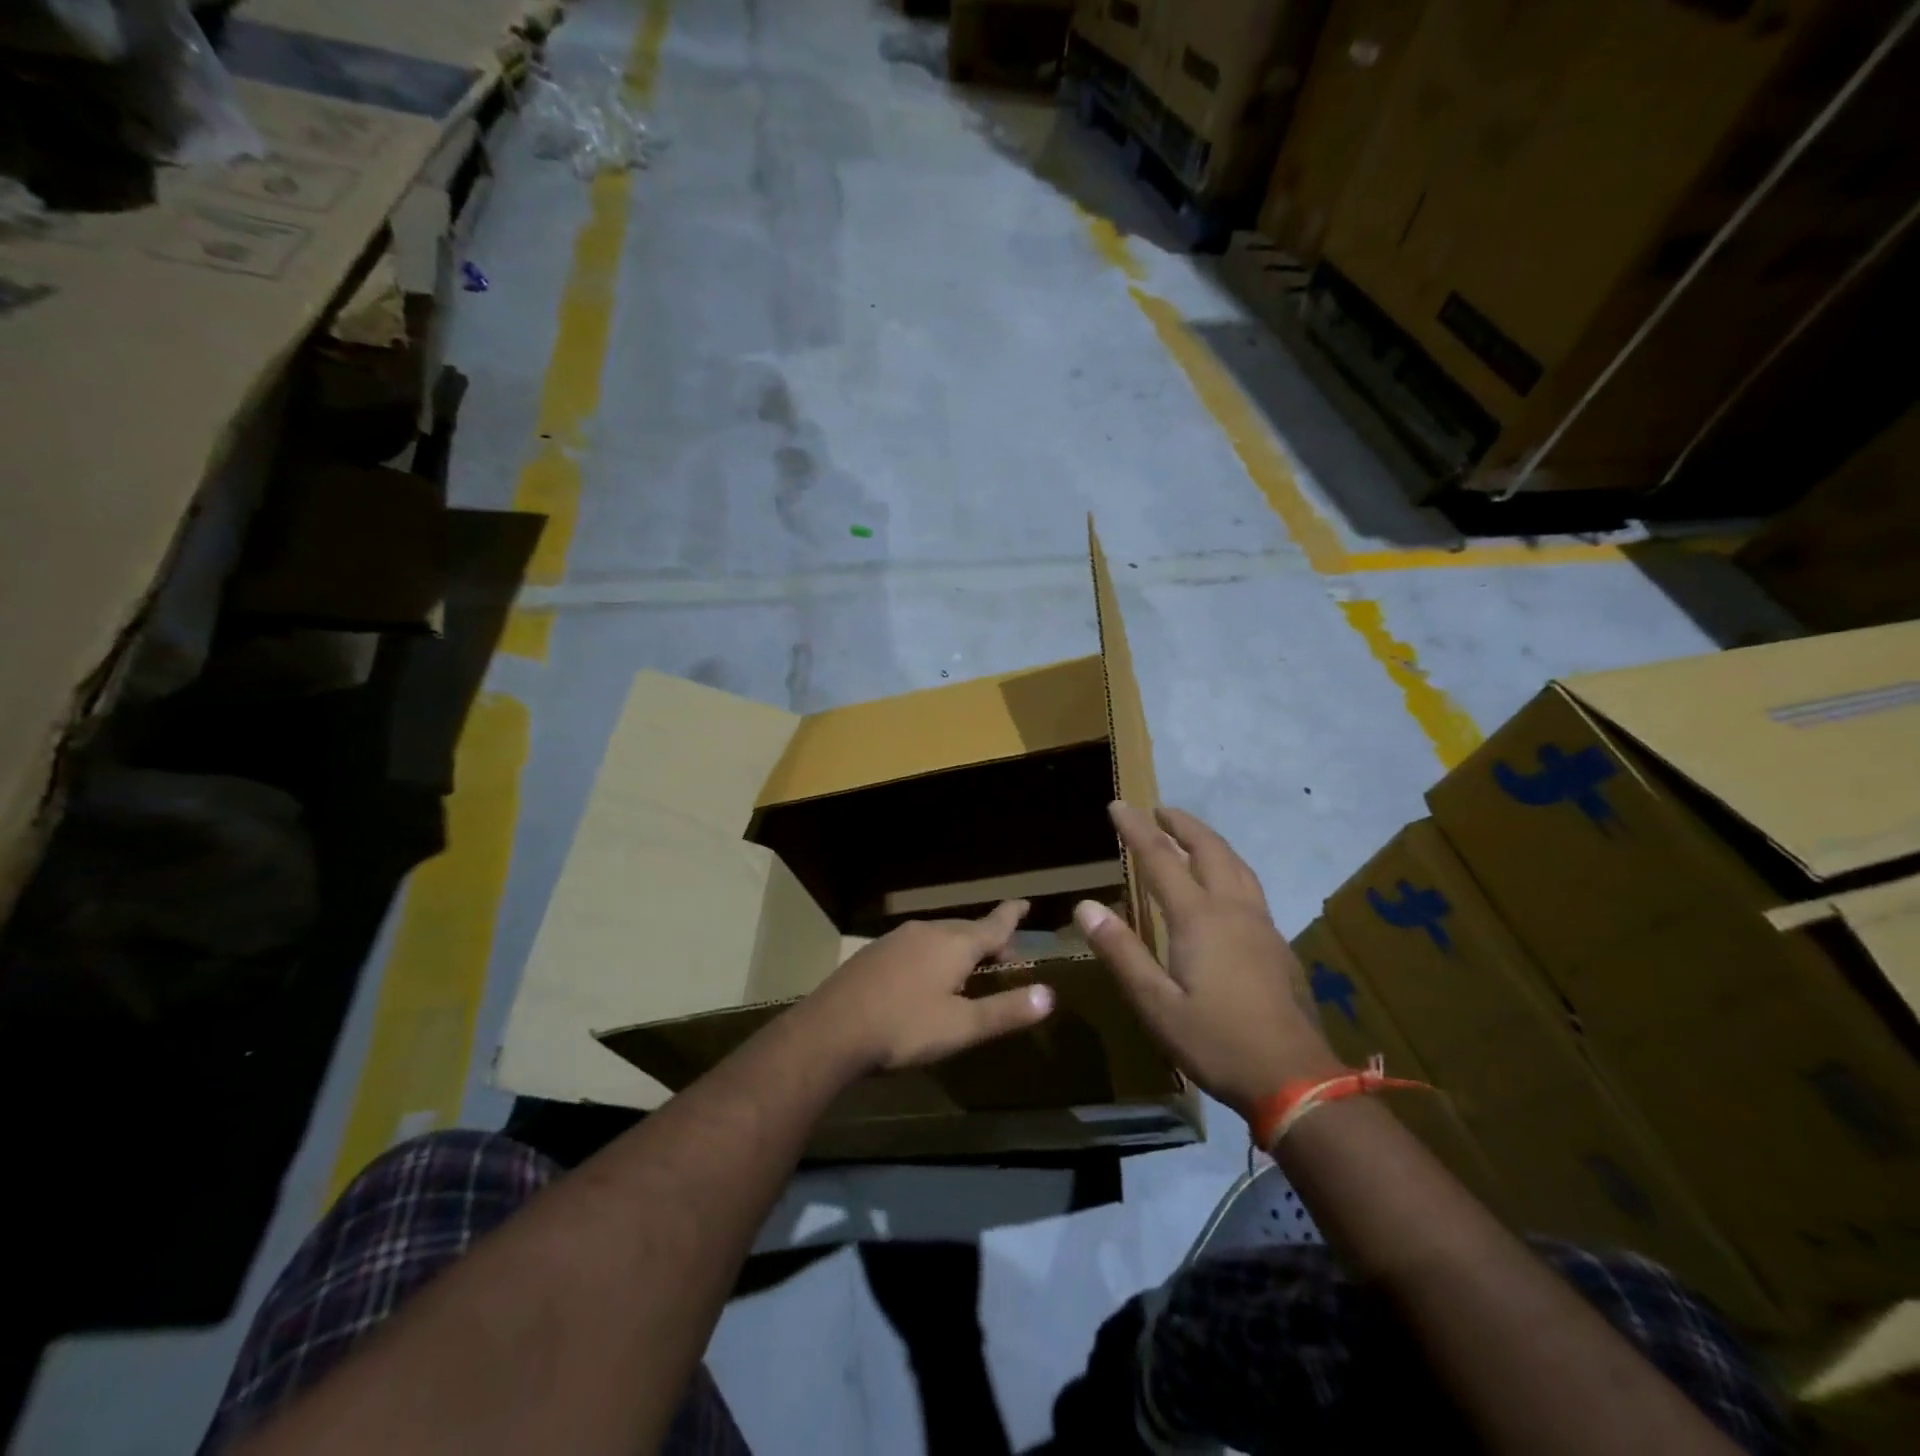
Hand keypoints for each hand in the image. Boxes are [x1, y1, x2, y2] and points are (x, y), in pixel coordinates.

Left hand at [797, 900, 1055, 1073]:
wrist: (832, 1029)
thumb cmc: (904, 1028)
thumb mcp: (962, 1027)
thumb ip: (1006, 1010)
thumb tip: (1050, 994)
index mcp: (954, 944)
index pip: (993, 924)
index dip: (1011, 915)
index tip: (1024, 902)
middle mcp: (928, 931)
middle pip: (966, 929)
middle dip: (988, 940)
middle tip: (1004, 958)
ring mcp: (897, 939)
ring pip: (939, 935)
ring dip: (959, 947)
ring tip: (968, 969)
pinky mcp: (874, 953)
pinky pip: (916, 945)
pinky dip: (933, 954)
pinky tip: (924, 977)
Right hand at [1075, 802, 1340, 1117]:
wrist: (1295, 1079)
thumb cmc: (1216, 1041)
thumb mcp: (1155, 1004)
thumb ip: (1121, 952)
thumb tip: (1086, 905)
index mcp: (1199, 918)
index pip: (1160, 858)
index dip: (1136, 829)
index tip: (1117, 805)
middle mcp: (1232, 909)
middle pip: (1208, 850)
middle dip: (1181, 824)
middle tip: (1159, 810)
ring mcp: (1261, 925)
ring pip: (1236, 864)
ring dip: (1210, 841)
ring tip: (1191, 835)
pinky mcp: (1277, 945)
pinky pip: (1250, 886)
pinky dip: (1229, 866)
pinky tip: (1226, 886)